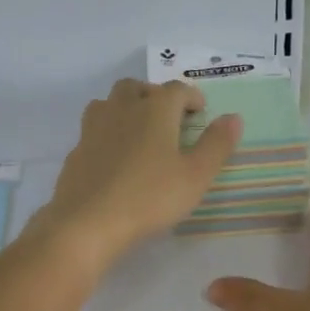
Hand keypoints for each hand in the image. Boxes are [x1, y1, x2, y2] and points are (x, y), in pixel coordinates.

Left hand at [33, 78, 241, 270]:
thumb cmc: (150, 197)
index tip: (200, 112)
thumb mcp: (196, 176)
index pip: (177, 90)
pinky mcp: (76, 151)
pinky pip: (95, 130)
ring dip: (127, 108)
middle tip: (169, 119)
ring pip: (110, 103)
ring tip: (140, 132)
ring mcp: (94, 128)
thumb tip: (233, 117)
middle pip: (138, 88)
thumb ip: (217, 144)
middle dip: (156, 96)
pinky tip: (115, 159)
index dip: (191, 97)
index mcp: (155, 109)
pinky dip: (108, 134)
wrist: (88, 222)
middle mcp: (122, 109)